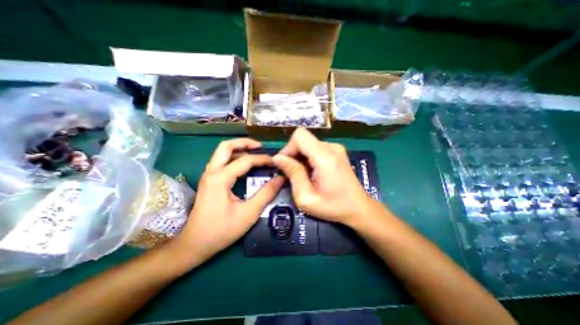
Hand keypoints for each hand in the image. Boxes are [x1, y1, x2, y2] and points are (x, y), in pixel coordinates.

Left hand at [172, 137, 282, 265]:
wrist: (193, 245)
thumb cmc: (221, 231)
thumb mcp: (248, 213)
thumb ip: (266, 194)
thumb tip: (280, 179)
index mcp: (220, 179)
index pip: (245, 161)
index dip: (262, 159)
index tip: (275, 162)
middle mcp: (211, 172)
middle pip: (226, 146)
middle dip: (244, 142)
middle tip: (260, 146)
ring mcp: (208, 176)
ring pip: (222, 152)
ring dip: (239, 149)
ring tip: (255, 152)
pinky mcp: (209, 181)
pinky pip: (222, 161)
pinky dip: (234, 157)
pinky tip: (244, 165)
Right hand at [274, 127, 370, 225]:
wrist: (359, 208)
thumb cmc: (333, 207)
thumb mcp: (306, 197)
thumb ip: (293, 174)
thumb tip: (278, 158)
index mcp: (325, 157)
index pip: (299, 136)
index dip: (288, 148)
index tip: (285, 165)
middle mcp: (332, 147)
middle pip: (303, 139)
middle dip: (293, 154)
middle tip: (293, 173)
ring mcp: (336, 148)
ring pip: (308, 143)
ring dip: (301, 157)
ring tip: (304, 175)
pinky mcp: (337, 151)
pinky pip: (316, 148)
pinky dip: (309, 157)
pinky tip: (312, 172)